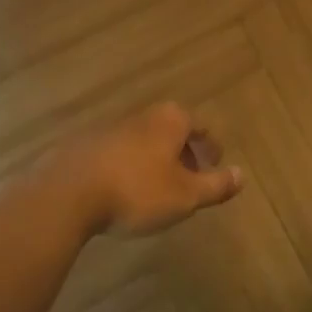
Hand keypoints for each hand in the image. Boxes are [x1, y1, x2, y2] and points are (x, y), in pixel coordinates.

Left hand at [45, 102, 242, 237]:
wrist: (68, 192)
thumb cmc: (137, 191)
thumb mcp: (185, 195)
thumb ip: (215, 185)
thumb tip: (243, 175)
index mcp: (170, 120)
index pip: (200, 127)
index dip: (211, 147)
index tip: (216, 164)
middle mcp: (143, 116)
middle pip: (171, 131)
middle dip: (183, 153)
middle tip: (191, 179)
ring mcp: (111, 127)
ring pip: (144, 142)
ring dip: (155, 161)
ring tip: (158, 190)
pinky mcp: (86, 145)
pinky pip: (119, 154)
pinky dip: (129, 167)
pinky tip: (124, 192)